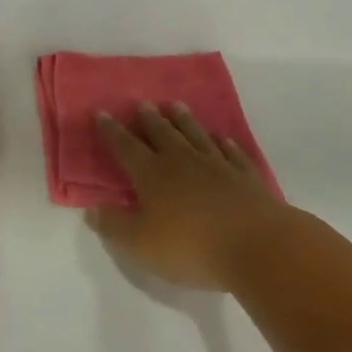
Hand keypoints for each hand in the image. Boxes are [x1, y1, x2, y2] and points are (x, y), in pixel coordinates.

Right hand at [88, 103, 292, 291]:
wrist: (259, 247)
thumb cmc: (191, 246)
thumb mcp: (140, 244)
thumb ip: (114, 226)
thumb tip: (91, 210)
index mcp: (151, 173)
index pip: (125, 146)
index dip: (111, 130)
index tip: (101, 113)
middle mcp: (181, 161)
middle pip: (162, 133)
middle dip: (149, 118)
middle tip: (142, 103)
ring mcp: (217, 166)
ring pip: (195, 135)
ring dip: (184, 120)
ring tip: (176, 106)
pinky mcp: (247, 178)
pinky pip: (232, 153)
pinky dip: (225, 143)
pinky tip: (222, 138)